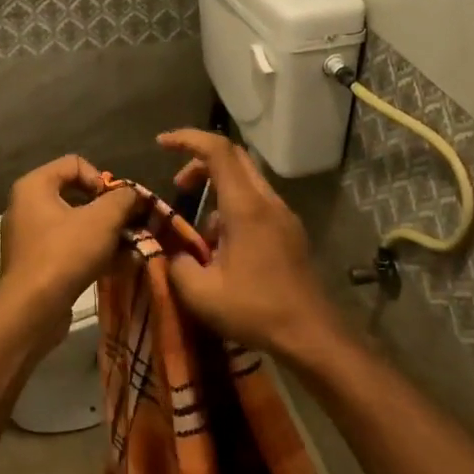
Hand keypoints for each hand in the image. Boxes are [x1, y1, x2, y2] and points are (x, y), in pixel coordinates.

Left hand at [0, 155, 138, 330]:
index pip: (75, 163)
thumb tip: (133, 195)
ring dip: (100, 233)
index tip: (116, 205)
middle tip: (125, 225)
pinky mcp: (32, 263)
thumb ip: (123, 199)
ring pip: (72, 223)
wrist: (33, 309)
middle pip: (74, 194)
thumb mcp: (103, 219)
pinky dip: (87, 251)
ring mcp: (26, 237)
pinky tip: (109, 266)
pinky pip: (65, 247)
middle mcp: (24, 206)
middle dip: (105, 209)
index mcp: (33, 186)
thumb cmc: (65, 253)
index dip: (102, 179)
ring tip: (123, 248)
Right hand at [156, 130, 342, 357]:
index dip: (187, 139)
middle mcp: (268, 202)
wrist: (311, 333)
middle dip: (200, 163)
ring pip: (246, 182)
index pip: (217, 151)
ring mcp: (284, 216)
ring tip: (197, 234)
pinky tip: (222, 249)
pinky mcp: (290, 232)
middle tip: (178, 186)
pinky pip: (257, 205)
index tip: (161, 144)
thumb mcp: (201, 293)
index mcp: (246, 207)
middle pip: (234, 159)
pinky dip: (233, 210)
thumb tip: (168, 251)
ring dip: (217, 192)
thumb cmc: (256, 310)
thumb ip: (175, 264)